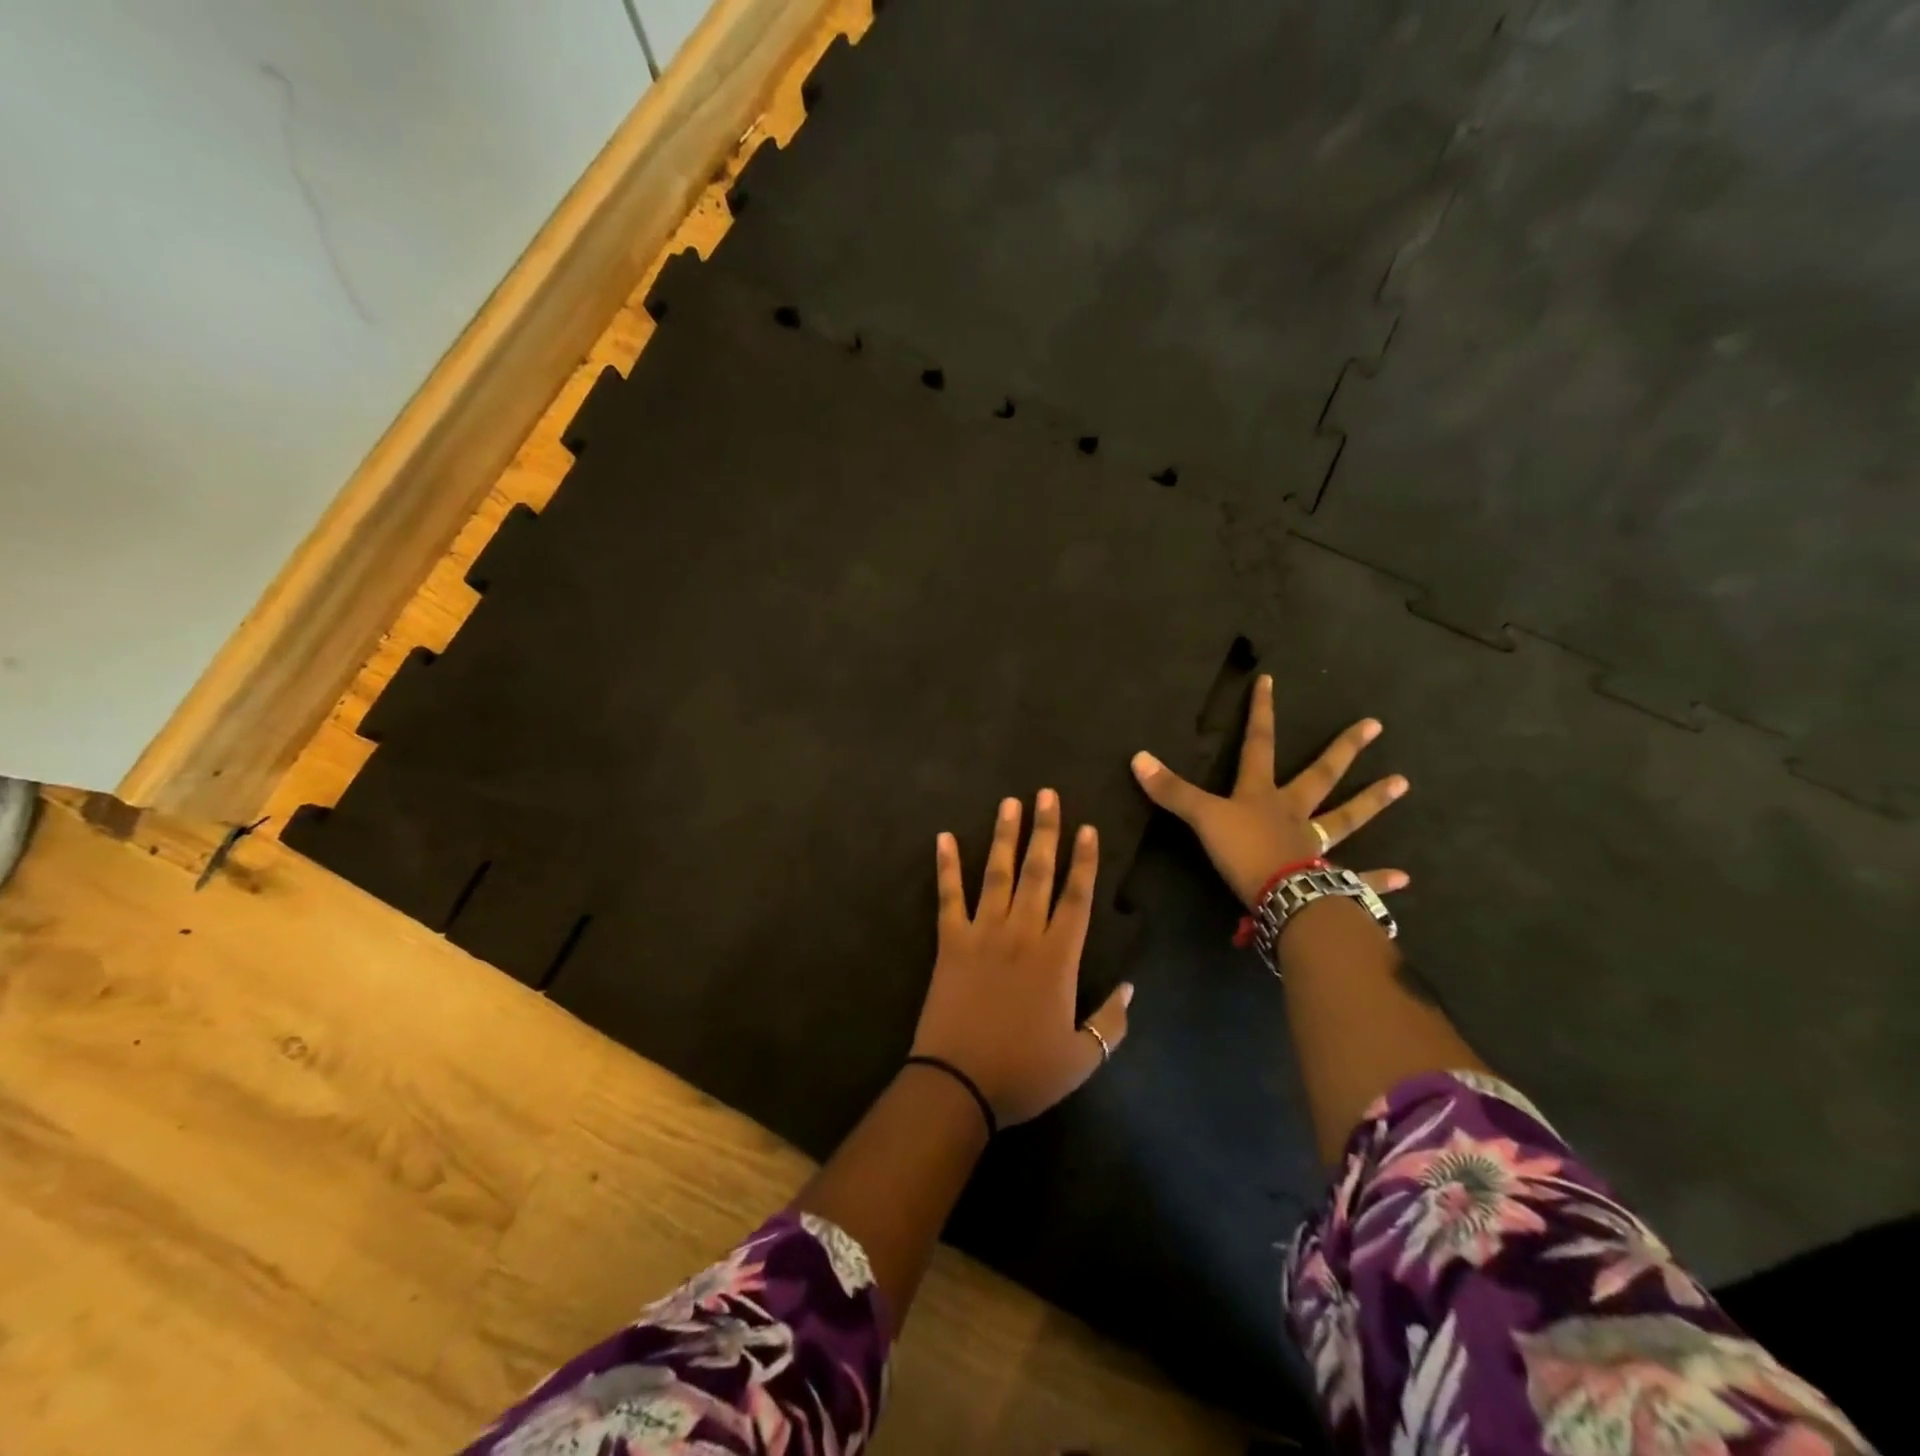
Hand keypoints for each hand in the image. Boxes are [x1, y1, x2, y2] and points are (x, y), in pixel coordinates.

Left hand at [910, 790, 1130, 1125]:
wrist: (958, 1085)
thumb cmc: (1024, 1073)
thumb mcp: (1083, 1058)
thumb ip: (1111, 1022)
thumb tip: (1129, 988)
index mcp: (1057, 958)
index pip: (1077, 898)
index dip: (1084, 861)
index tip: (1087, 827)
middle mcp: (1021, 934)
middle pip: (1038, 873)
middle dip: (1045, 831)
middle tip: (1047, 795)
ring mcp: (982, 934)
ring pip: (997, 874)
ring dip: (1004, 836)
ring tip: (1010, 802)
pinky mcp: (949, 942)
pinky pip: (948, 897)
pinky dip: (946, 866)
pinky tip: (943, 837)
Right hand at [1130, 674, 1409, 907]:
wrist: (1282, 897)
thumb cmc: (1243, 852)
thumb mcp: (1202, 818)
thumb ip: (1172, 791)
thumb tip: (1138, 757)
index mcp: (1262, 795)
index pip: (1259, 745)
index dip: (1261, 713)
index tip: (1270, 681)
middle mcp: (1294, 813)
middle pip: (1320, 775)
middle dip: (1342, 750)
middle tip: (1375, 726)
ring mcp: (1316, 845)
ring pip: (1346, 818)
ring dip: (1372, 802)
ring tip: (1403, 783)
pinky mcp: (1329, 879)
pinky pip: (1358, 877)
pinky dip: (1379, 879)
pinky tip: (1405, 878)